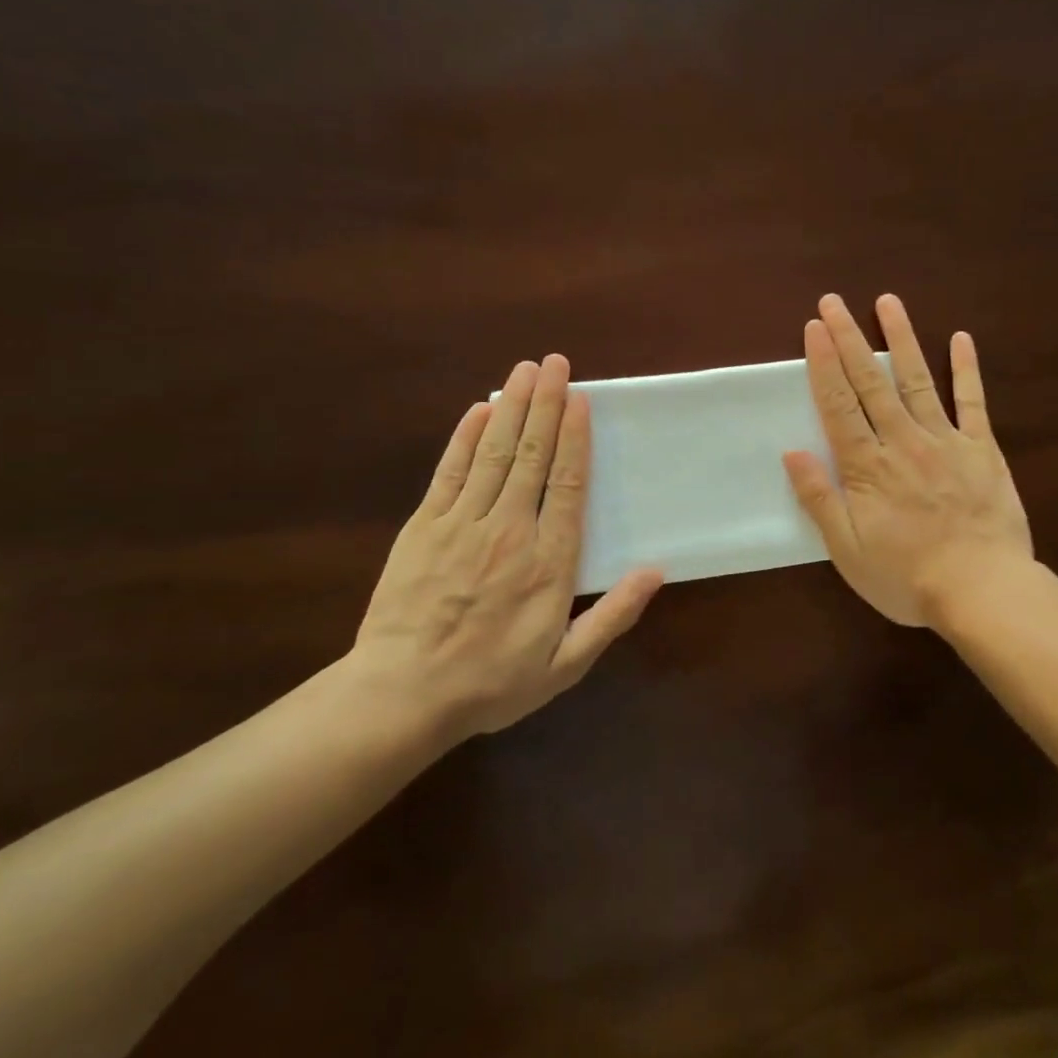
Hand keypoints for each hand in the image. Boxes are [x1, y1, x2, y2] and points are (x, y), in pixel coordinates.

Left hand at [349, 356, 662, 740]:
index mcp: (549, 562)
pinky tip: (480, 408)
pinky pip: (450, 471)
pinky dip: (466, 436)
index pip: (568, 485)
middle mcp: (510, 530)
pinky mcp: (424, 526)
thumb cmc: (492, 682)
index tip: (581, 400)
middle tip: (556, 363)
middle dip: (546, 405)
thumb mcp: (566, 665)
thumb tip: (655, 572)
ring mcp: (463, 523)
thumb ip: (612, 616)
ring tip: (526, 369)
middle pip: (533, 455)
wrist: (402, 695)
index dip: (577, 438)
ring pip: (494, 452)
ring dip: (513, 407)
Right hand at [783, 294, 1032, 628]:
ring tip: (887, 302)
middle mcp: (903, 442)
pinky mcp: (982, 449)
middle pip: (871, 383)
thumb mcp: (848, 551)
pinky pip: (972, 401)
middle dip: (849, 339)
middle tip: (834, 302)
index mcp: (867, 467)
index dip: (823, 364)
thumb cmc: (907, 577)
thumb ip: (820, 499)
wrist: (982, 590)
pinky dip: (966, 369)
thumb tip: (792, 452)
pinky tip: (960, 338)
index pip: (838, 405)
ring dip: (900, 339)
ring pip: (918, 380)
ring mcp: (946, 441)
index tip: (814, 328)